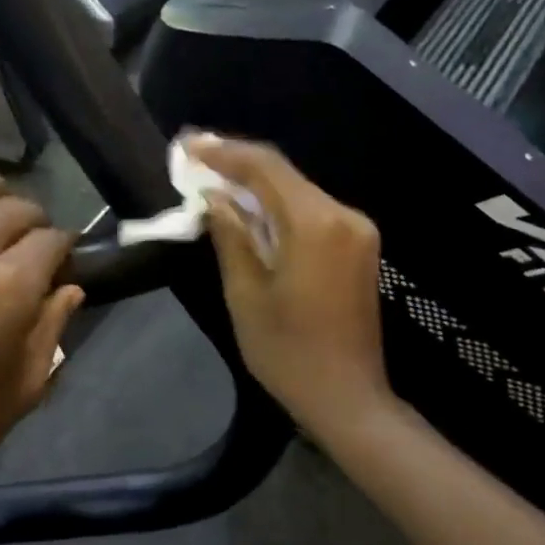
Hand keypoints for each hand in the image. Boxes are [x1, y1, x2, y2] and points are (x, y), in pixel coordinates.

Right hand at [187, 134, 393, 441]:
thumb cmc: (288, 353)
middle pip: (283, 174)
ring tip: (212, 177)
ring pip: (297, 191)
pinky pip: (311, 211)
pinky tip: (248, 208)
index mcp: (315, 224)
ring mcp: (356, 230)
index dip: (223, 152)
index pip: (265, 168)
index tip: (187, 146)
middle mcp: (343, 215)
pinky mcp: (358, 246)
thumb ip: (231, 236)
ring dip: (255, 184)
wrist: (348, 398)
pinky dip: (277, 205)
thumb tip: (214, 197)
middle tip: (193, 157)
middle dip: (237, 163)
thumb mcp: (245, 294)